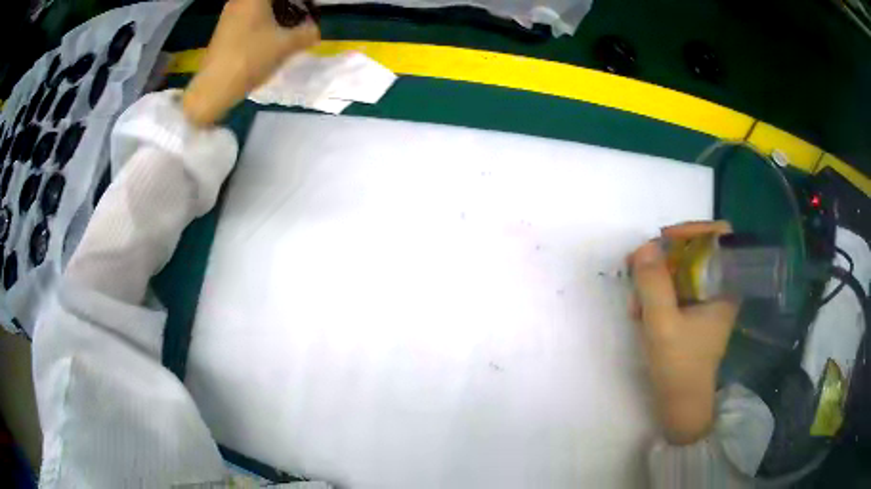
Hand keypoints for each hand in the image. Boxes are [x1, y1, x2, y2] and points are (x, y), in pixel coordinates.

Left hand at [182, 0, 319, 125]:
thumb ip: (307, 33)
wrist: (214, 88)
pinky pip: (249, 17)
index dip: (300, 2)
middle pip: (269, 1)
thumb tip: (316, 30)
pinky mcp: (223, 31)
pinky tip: (270, 37)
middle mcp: (240, 1)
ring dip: (276, 13)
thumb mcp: (286, 46)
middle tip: (302, 18)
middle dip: (288, 6)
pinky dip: (262, 22)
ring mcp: (229, 15)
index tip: (309, 9)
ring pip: (258, 7)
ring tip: (290, 28)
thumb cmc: (250, 58)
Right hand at [628, 221, 738, 444]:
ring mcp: (706, 301)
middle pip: (695, 250)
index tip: (664, 240)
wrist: (681, 404)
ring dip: (655, 279)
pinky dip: (657, 294)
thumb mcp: (662, 324)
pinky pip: (675, 288)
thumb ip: (653, 284)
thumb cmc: (680, 367)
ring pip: (682, 270)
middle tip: (637, 267)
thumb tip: (645, 246)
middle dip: (664, 257)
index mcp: (725, 286)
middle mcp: (719, 288)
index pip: (720, 236)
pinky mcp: (694, 313)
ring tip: (635, 303)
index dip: (693, 229)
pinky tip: (640, 312)